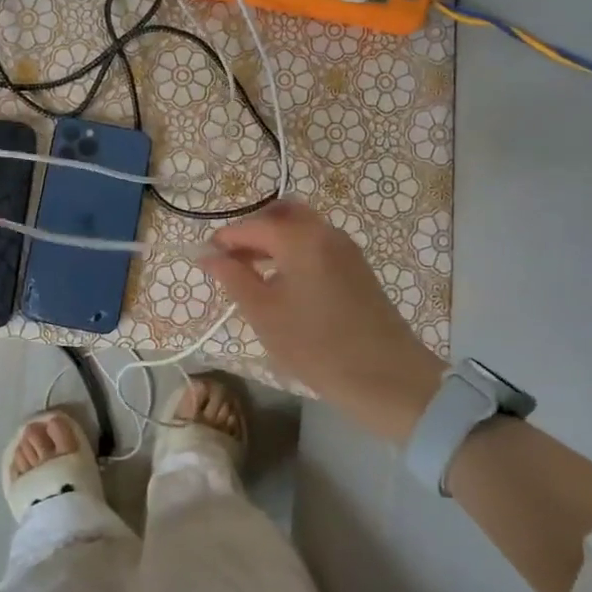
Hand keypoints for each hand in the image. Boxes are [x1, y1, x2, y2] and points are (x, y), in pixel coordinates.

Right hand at [199, 200, 446, 442]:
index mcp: (300, 238)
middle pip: (282, 214)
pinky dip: (294, 253)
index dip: (224, 239)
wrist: (387, 378)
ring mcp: (346, 249)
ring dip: (273, 241)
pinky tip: (282, 284)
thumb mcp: (264, 313)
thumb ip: (232, 277)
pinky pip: (317, 245)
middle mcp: (325, 232)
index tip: (204, 259)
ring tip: (252, 275)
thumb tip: (207, 254)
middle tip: (231, 260)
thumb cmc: (316, 345)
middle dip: (252, 231)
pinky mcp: (357, 269)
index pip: (252, 225)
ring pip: (302, 229)